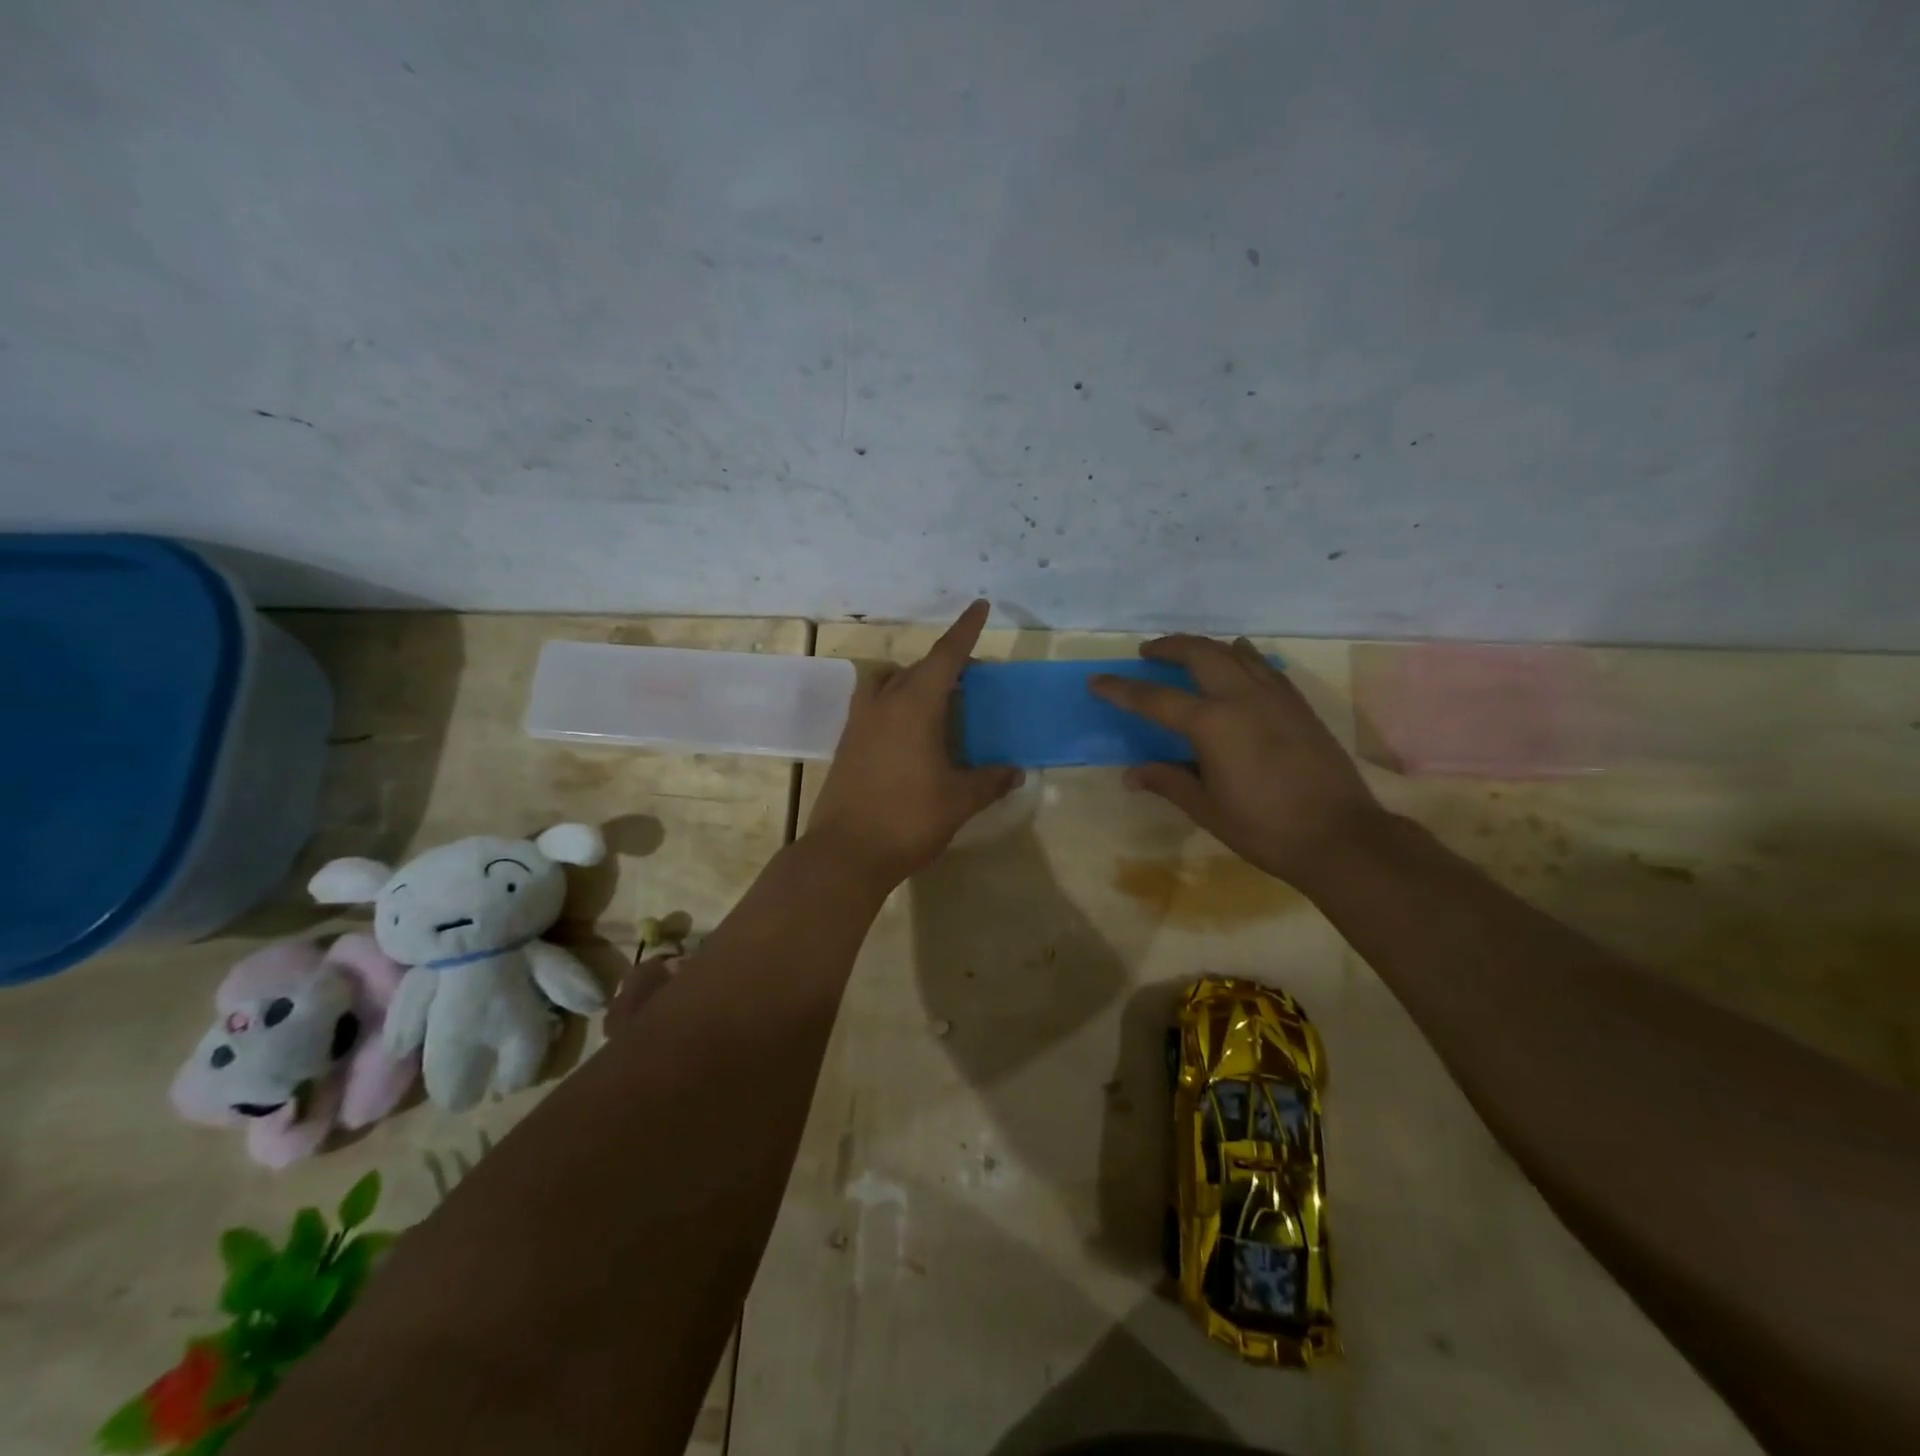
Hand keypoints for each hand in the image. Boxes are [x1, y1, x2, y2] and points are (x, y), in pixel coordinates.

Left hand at [805, 600, 1020, 887]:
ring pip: (886, 682)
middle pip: (917, 668)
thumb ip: (990, 780)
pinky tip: (910, 733)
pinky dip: (894, 703)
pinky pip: (873, 706)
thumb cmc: (908, 819)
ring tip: (935, 701)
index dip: (965, 630)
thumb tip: (1016, 771)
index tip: (979, 606)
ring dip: (911, 680)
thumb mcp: (959, 800)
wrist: (845, 853)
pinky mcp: (846, 745)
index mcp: (915, 706)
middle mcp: (884, 704)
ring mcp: (859, 723)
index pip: (945, 656)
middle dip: (945, 664)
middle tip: (971, 677)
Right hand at [1091, 635, 1385, 885]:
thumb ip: (1168, 782)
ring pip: (1235, 652)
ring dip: (1205, 646)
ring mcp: (1275, 696)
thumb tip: (1132, 774)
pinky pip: (1264, 666)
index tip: (1096, 681)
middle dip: (1168, 646)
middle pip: (1199, 654)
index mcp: (1212, 724)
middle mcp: (1242, 698)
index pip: (1155, 699)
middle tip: (1147, 652)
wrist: (1340, 836)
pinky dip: (1242, 657)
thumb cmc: (1264, 828)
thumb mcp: (1207, 809)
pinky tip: (1238, 663)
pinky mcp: (1299, 705)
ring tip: (1188, 652)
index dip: (1121, 690)